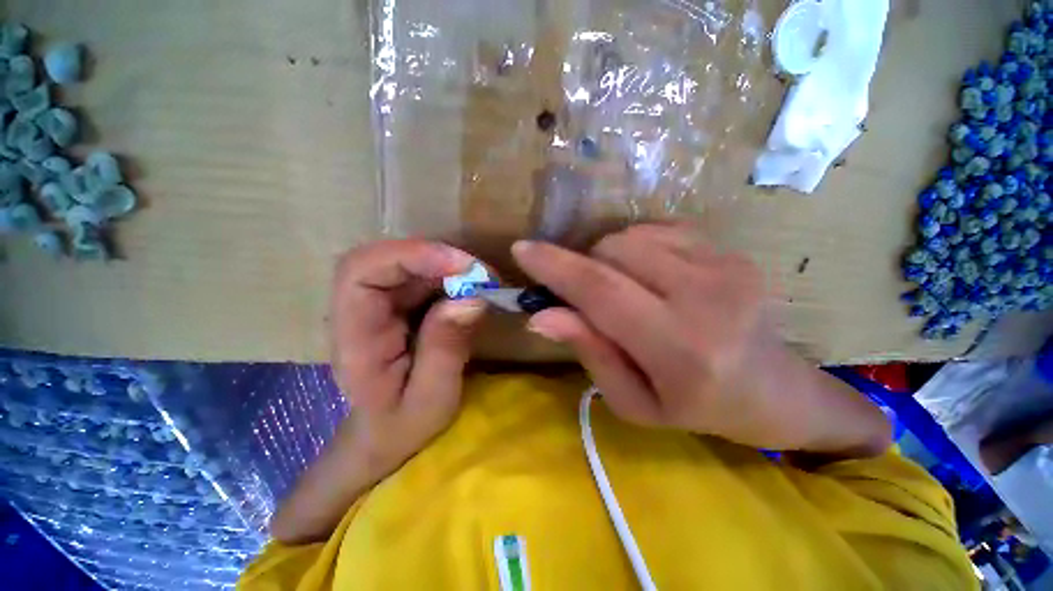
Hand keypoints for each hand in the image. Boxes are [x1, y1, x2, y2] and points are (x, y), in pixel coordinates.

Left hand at [330, 239, 486, 472]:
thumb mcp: (431, 398)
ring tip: (485, 282)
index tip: (462, 266)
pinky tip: (475, 289)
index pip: (361, 272)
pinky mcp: (401, 303)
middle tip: (483, 275)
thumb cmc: (403, 425)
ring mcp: (380, 303)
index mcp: (354, 336)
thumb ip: (446, 349)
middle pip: (387, 258)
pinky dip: (453, 275)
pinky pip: (425, 275)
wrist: (388, 433)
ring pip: (409, 262)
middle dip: (438, 258)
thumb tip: (471, 298)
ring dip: (450, 265)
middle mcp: (360, 310)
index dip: (411, 256)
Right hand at [512, 224, 889, 455]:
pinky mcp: (732, 251)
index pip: (601, 291)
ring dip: (609, 259)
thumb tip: (541, 315)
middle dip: (583, 265)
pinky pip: (658, 230)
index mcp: (680, 350)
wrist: (776, 391)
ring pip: (632, 236)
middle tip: (588, 296)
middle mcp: (707, 297)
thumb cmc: (696, 408)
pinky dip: (637, 249)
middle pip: (613, 251)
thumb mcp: (632, 400)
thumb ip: (589, 351)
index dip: (555, 266)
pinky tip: (651, 276)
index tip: (522, 249)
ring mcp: (727, 265)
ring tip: (624, 290)